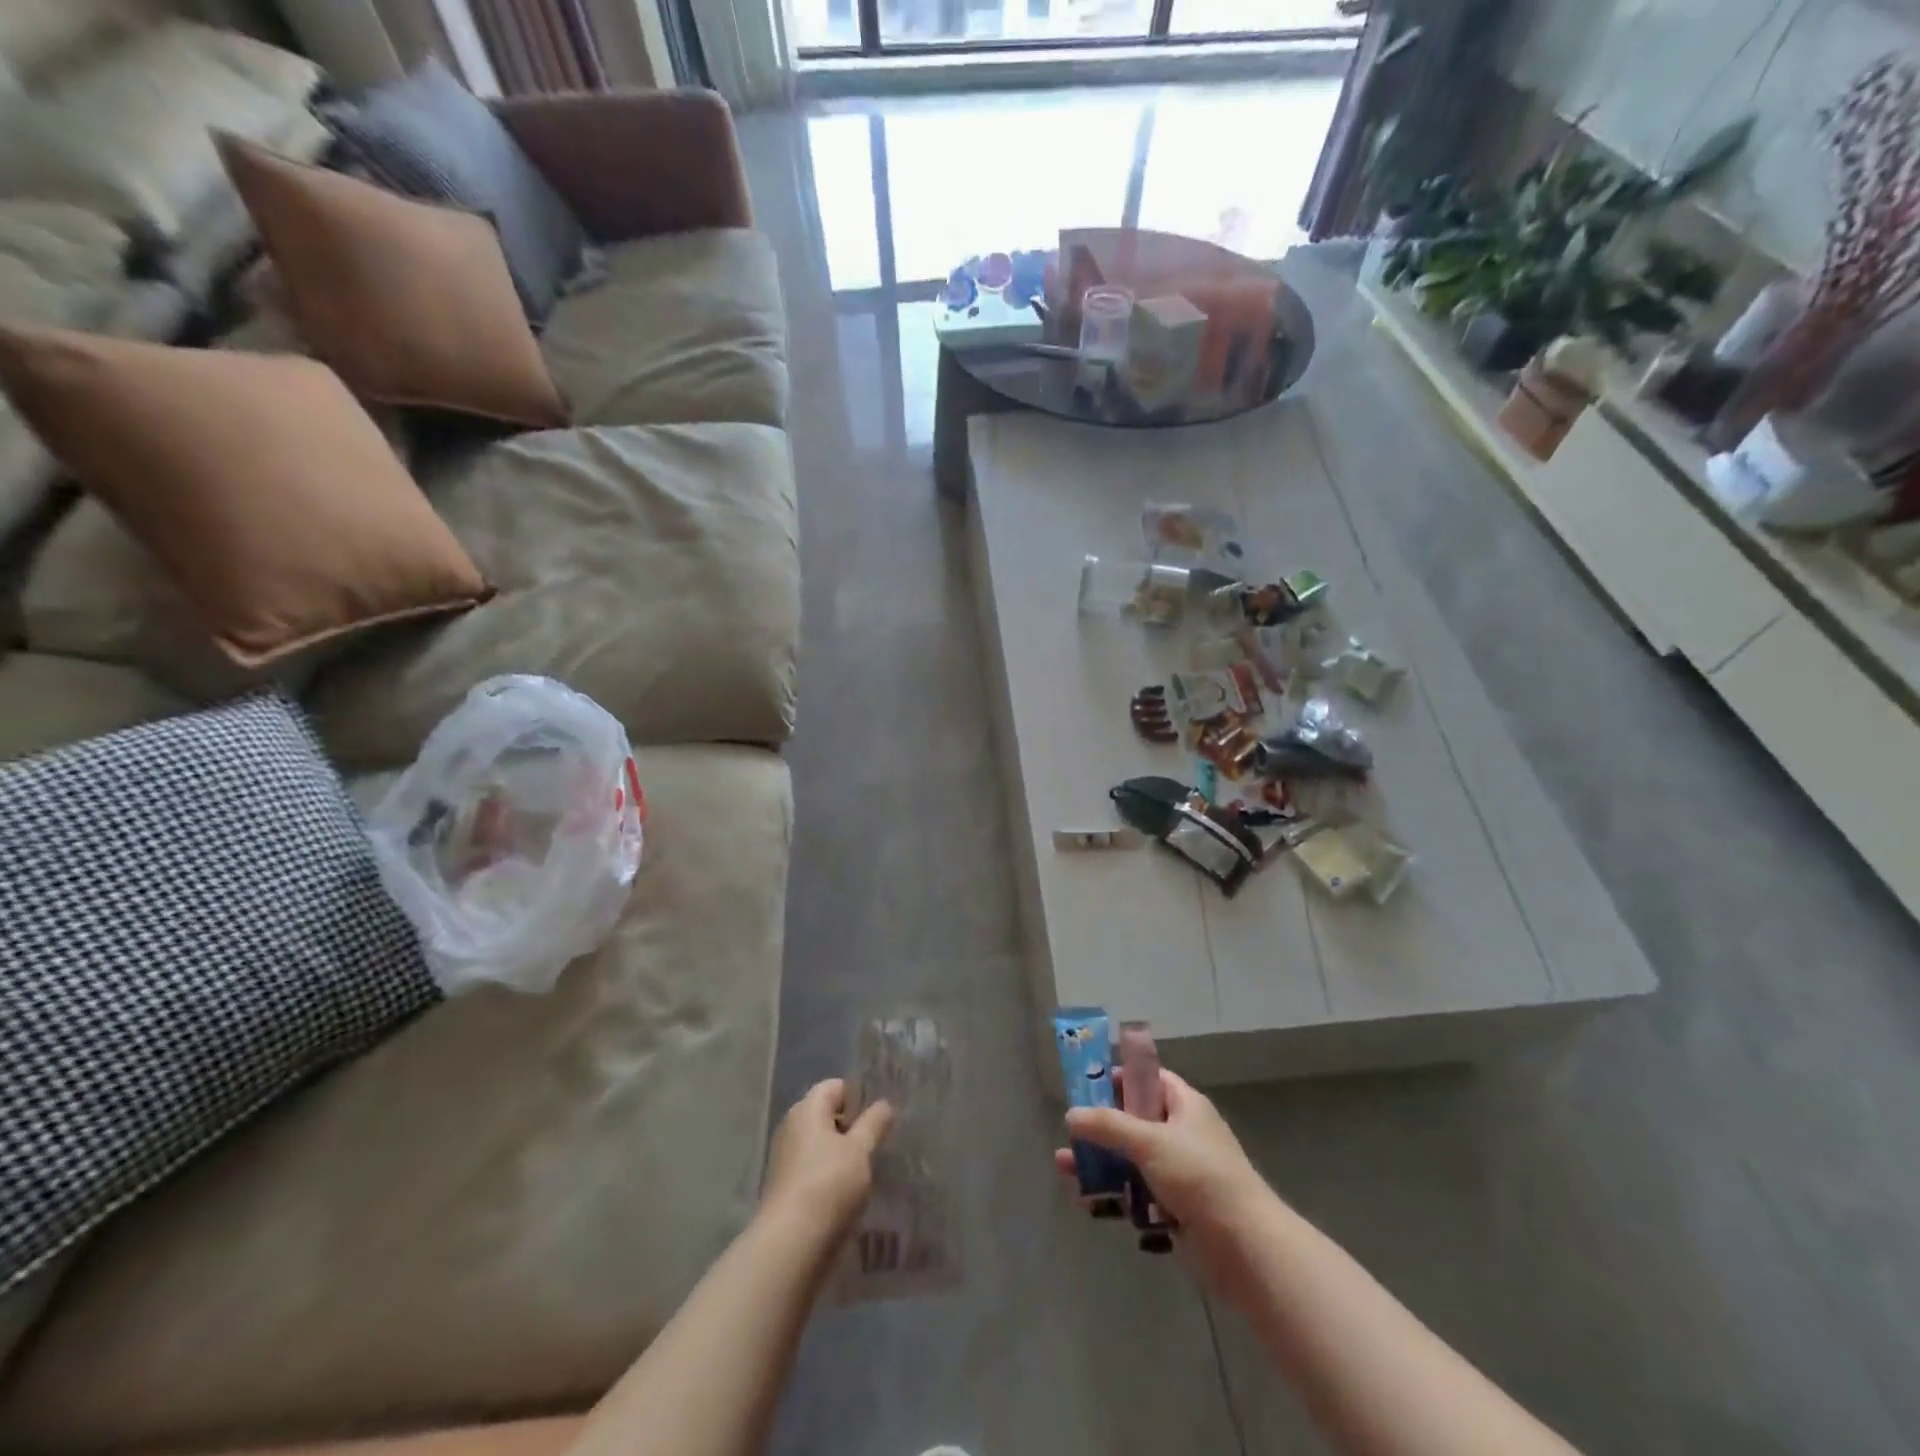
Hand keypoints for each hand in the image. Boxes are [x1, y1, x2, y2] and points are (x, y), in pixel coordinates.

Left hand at [761, 1079, 894, 1240]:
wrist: (790, 1245)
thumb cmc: (828, 1185)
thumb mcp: (860, 1151)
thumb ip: (874, 1124)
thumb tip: (884, 1103)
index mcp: (807, 1109)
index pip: (835, 1087)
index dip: (858, 1097)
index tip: (879, 1117)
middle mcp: (791, 1127)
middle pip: (826, 1115)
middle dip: (851, 1126)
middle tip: (877, 1142)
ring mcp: (785, 1158)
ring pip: (819, 1144)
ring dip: (841, 1153)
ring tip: (865, 1170)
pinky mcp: (785, 1187)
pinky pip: (812, 1168)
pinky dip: (828, 1174)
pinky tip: (846, 1193)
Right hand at [1053, 1069, 1269, 1253]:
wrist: (1244, 1247)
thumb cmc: (1199, 1176)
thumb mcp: (1149, 1141)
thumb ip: (1107, 1125)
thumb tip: (1071, 1114)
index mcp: (1185, 1105)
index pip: (1148, 1079)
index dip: (1119, 1078)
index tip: (1087, 1085)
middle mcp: (1182, 1134)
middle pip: (1133, 1121)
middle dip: (1100, 1128)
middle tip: (1069, 1132)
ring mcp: (1179, 1173)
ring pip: (1131, 1160)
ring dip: (1100, 1164)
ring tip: (1065, 1169)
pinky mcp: (1175, 1209)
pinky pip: (1137, 1194)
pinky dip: (1115, 1196)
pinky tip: (1088, 1204)